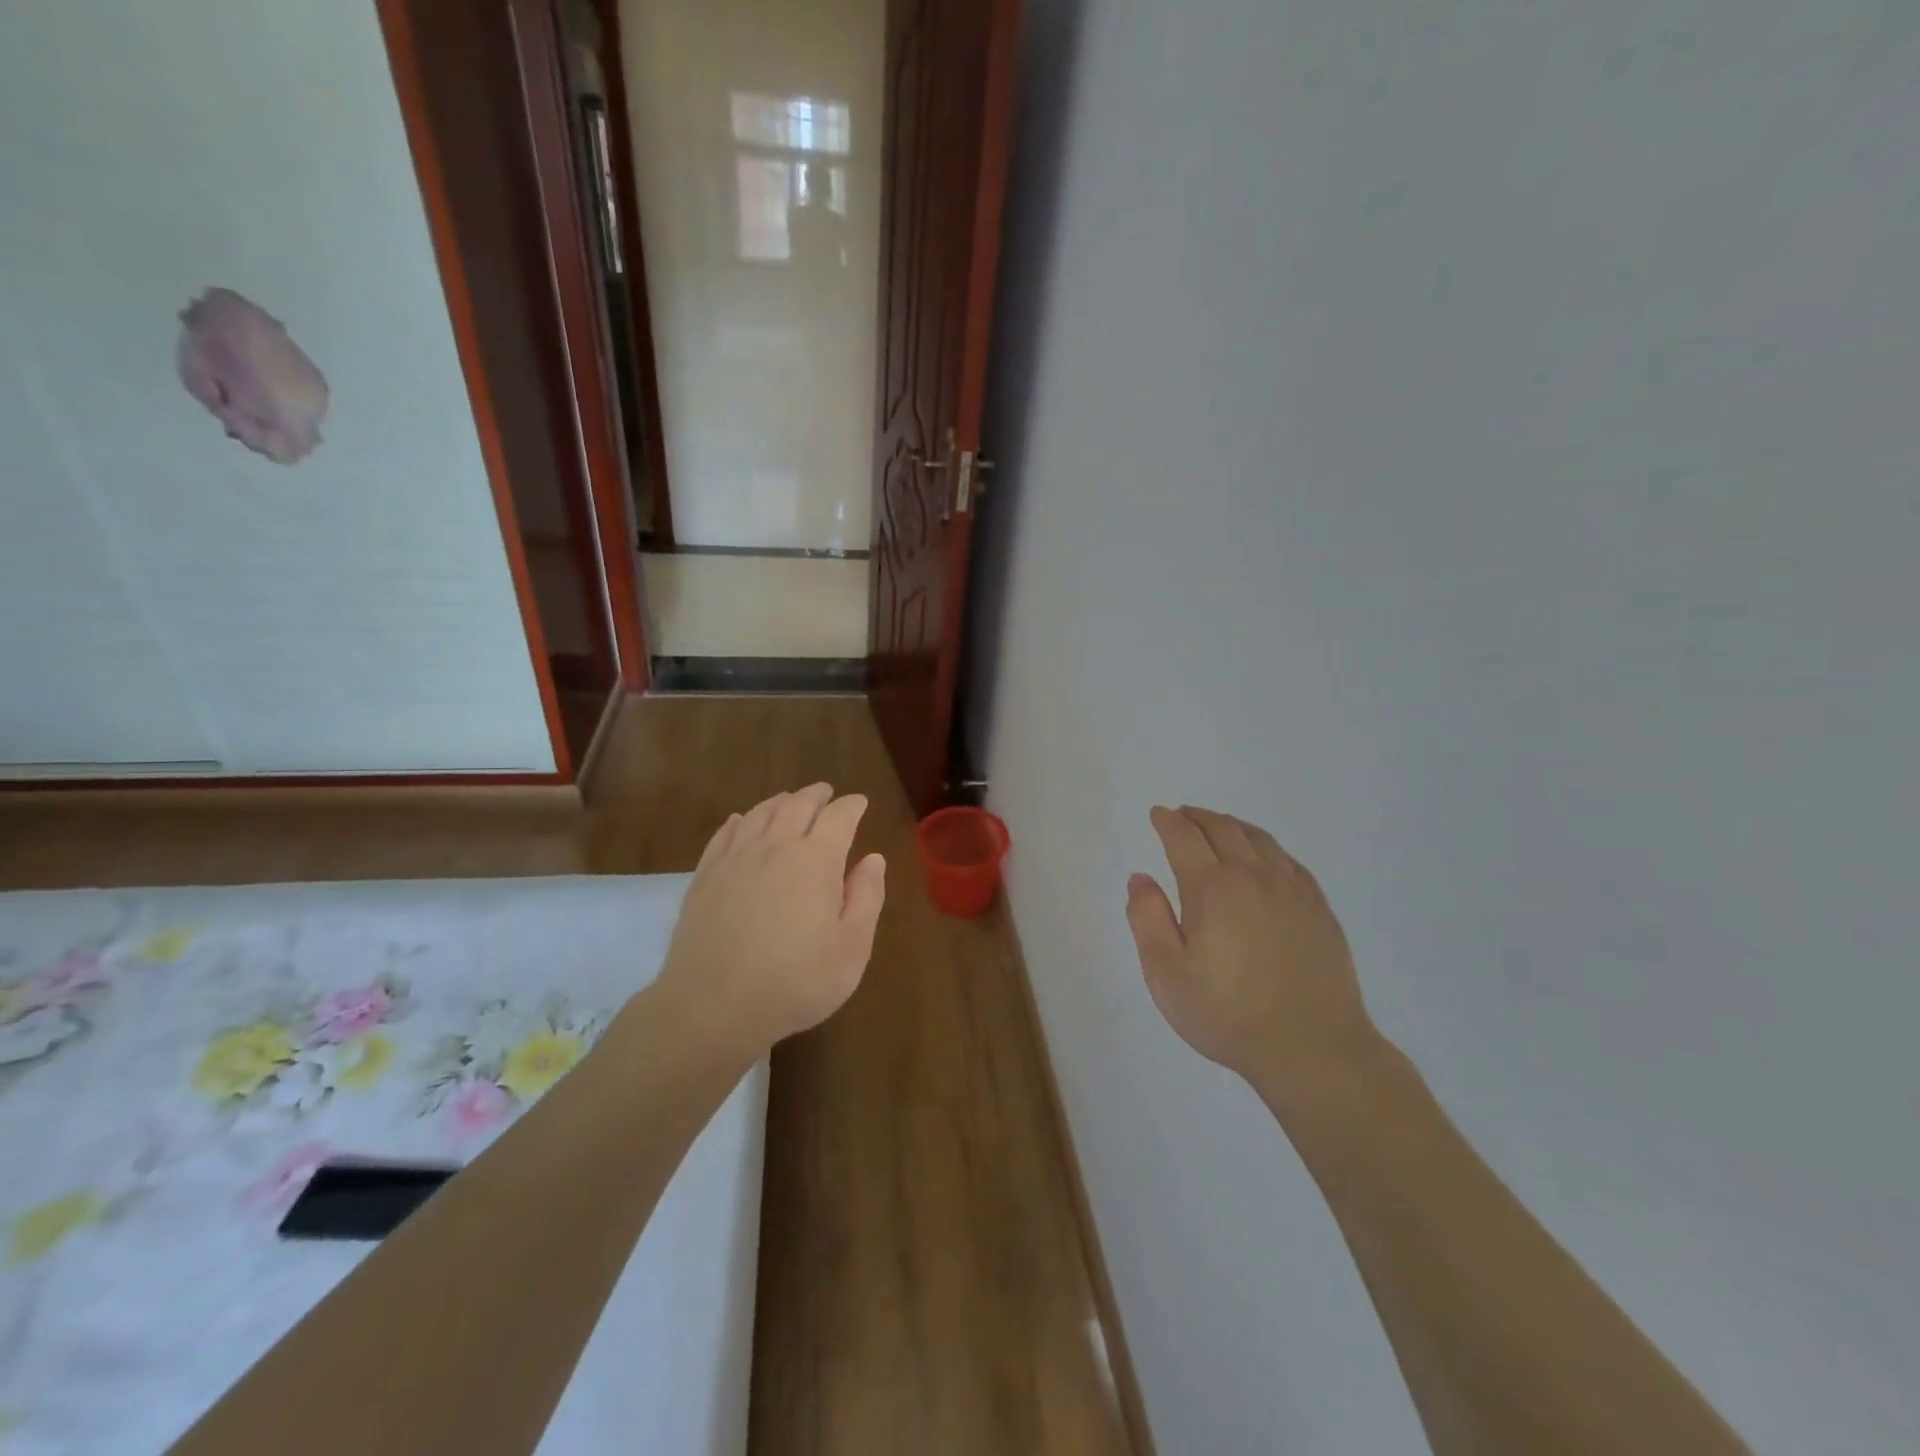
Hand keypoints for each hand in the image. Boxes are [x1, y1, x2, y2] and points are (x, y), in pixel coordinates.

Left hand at [654, 784, 886, 1058]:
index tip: (859, 803)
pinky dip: (740, 820)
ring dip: (780, 801)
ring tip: (790, 800)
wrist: (712, 1006)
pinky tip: (742, 821)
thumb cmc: (795, 982)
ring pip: (761, 813)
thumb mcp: (851, 949)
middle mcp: (775, 847)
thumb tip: (873, 859)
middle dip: (816, 795)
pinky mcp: (705, 876)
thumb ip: (866, 898)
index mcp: (816, 860)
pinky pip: (726, 834)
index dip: (851, 806)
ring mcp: (735, 859)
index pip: (839, 817)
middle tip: (826, 793)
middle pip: (797, 805)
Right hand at [1126, 806, 1382, 1106]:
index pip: (1184, 838)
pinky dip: (1266, 847)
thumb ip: (1147, 919)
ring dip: (1232, 825)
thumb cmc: (1228, 1015)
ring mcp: (1292, 890)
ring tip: (1218, 825)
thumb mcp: (1167, 974)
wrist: (1313, 1049)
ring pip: (1259, 839)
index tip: (1157, 814)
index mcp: (1213, 888)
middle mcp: (1254, 877)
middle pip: (1223, 829)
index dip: (1167, 822)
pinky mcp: (1319, 908)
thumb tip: (1141, 878)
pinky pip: (1288, 860)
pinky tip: (1263, 857)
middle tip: (1182, 814)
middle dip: (1198, 817)